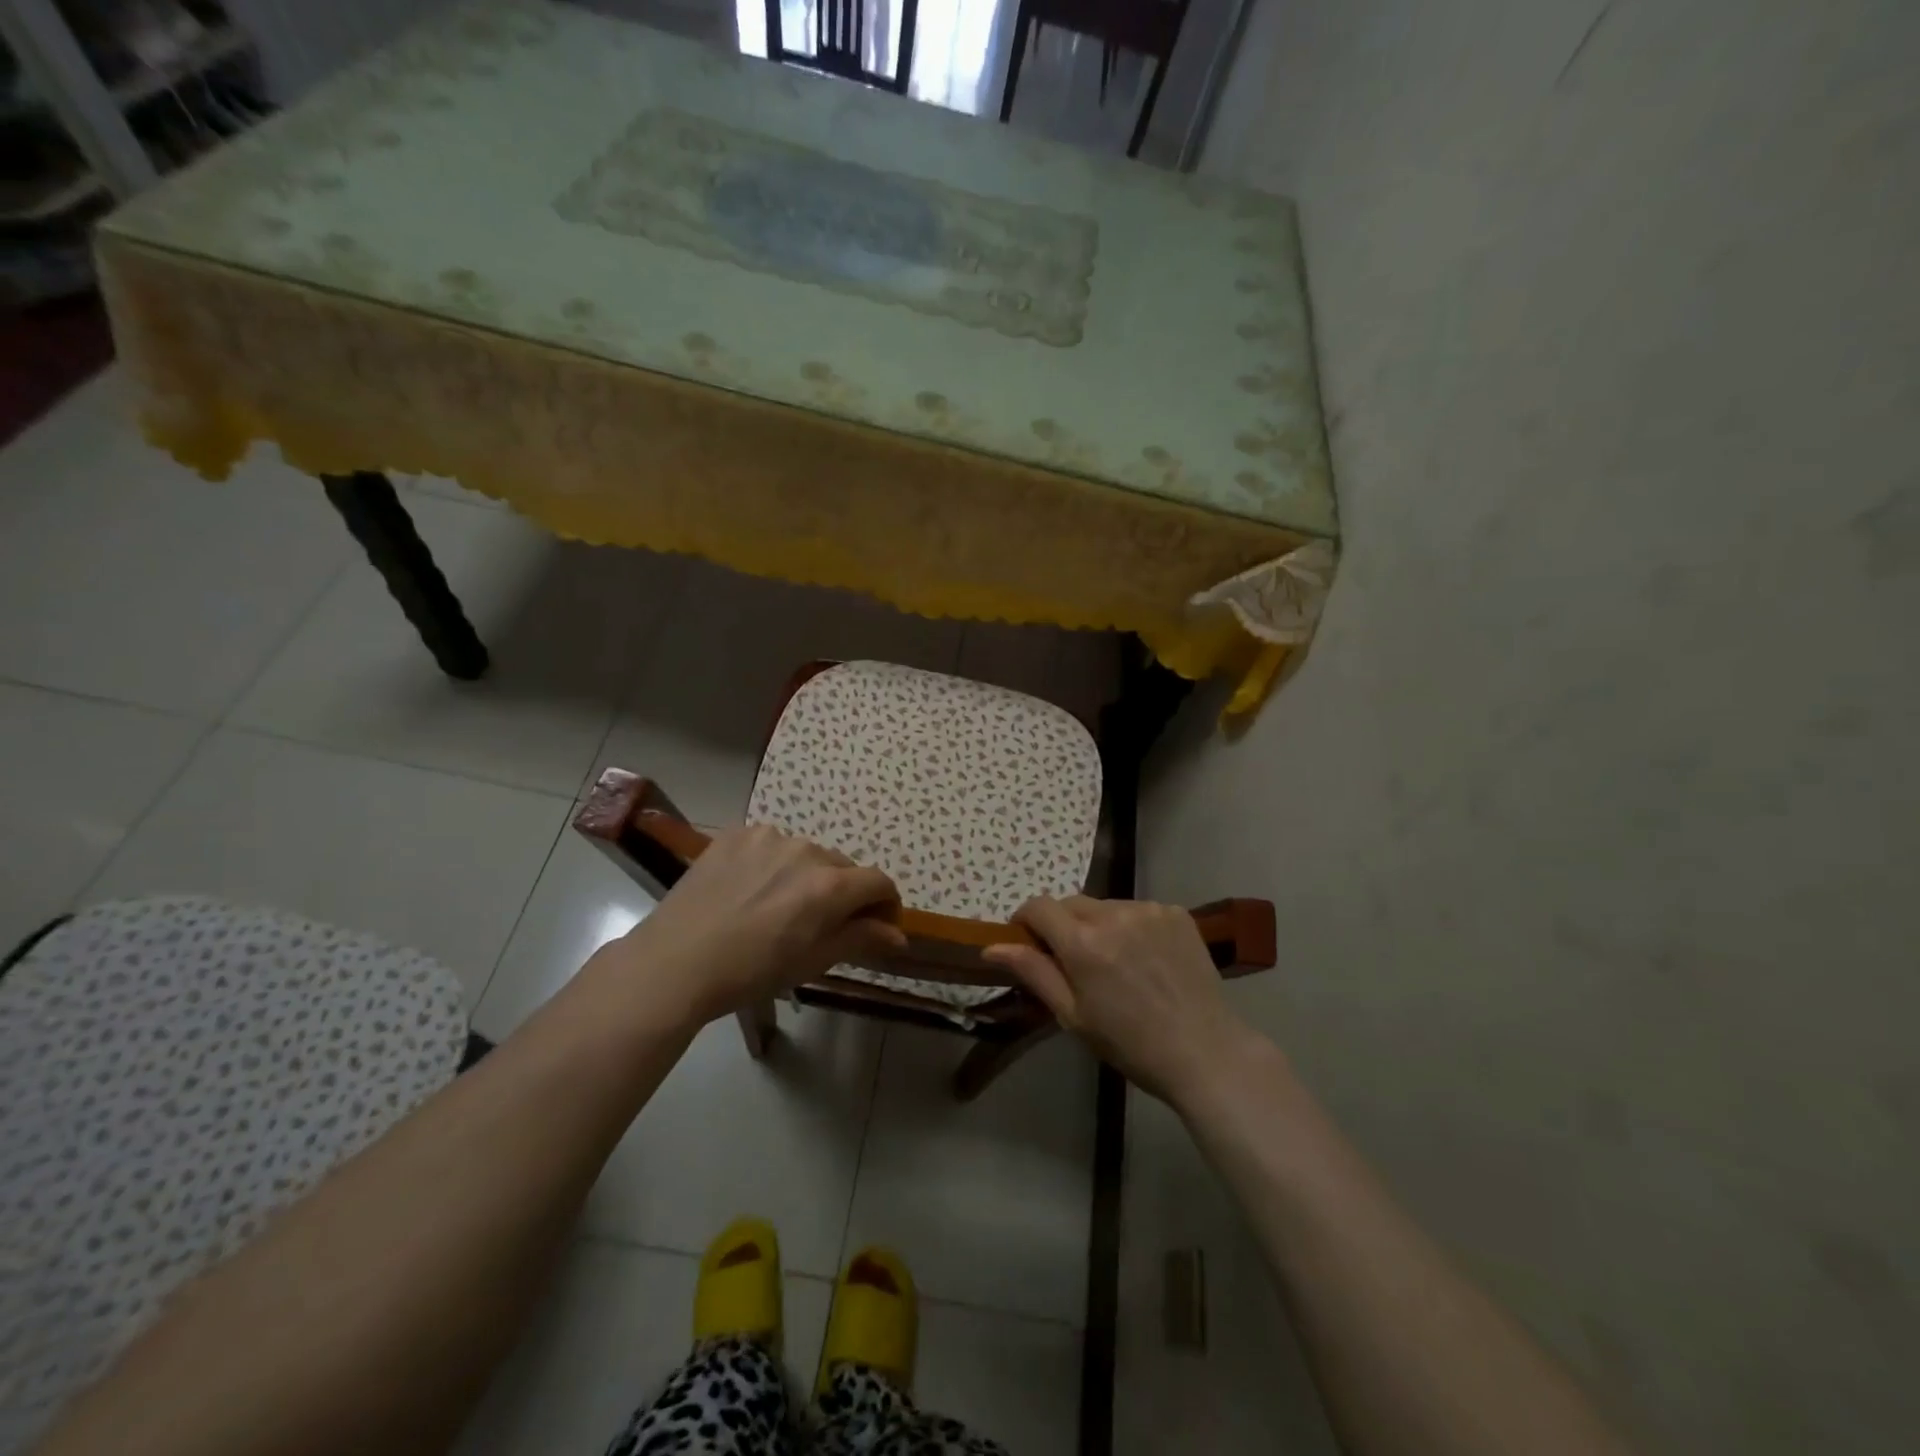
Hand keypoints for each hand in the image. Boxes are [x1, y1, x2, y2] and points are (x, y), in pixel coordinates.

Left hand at [590, 825, 906, 1029]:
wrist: (674, 963)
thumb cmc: (750, 972)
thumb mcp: (812, 962)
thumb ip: (860, 939)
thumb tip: (899, 935)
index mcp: (829, 886)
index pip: (878, 882)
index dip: (884, 903)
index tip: (876, 924)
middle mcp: (806, 851)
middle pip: (842, 867)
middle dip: (842, 892)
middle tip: (818, 923)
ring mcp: (768, 837)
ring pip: (806, 854)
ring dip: (805, 875)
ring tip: (776, 906)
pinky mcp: (737, 833)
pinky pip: (771, 845)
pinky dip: (772, 863)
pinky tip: (749, 889)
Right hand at [982, 896, 1261, 1104]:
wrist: (1205, 1052)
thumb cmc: (1131, 1044)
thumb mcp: (1073, 1016)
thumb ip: (1034, 972)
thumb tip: (992, 946)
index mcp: (1083, 943)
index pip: (1038, 906)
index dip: (1025, 920)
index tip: (1028, 942)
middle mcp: (1114, 915)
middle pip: (1071, 903)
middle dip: (1062, 925)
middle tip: (1073, 962)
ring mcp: (1149, 910)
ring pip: (1104, 906)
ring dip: (1098, 925)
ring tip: (1115, 963)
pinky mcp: (1175, 912)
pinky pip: (1137, 910)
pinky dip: (1130, 926)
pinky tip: (1144, 958)